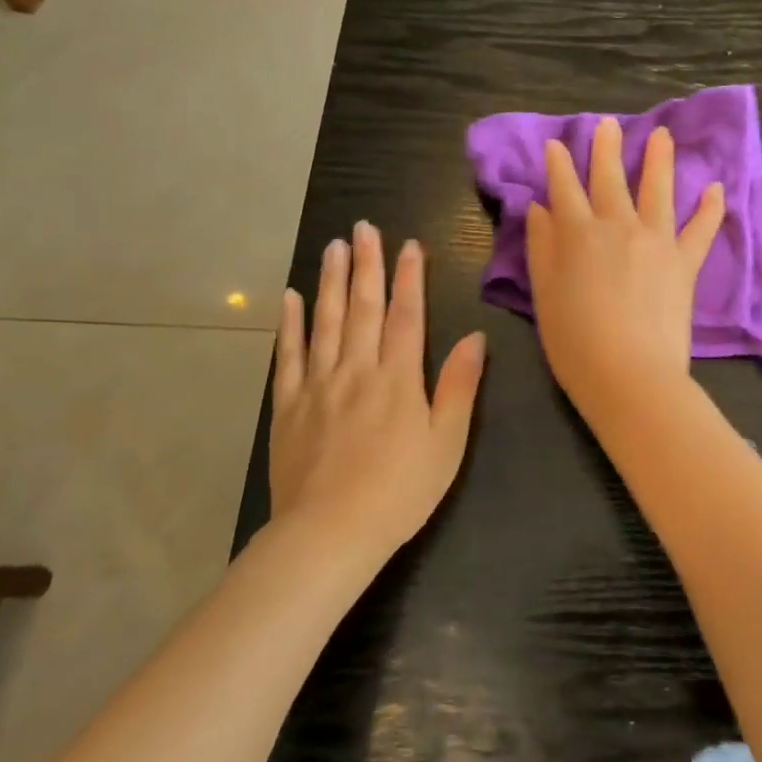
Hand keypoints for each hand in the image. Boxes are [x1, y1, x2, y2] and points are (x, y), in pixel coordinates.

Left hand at [267, 223, 485, 559]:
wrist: (330, 533)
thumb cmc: (400, 491)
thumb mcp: (446, 443)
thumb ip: (459, 387)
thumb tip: (474, 337)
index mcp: (398, 379)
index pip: (406, 316)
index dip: (409, 278)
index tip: (410, 245)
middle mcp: (356, 370)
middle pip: (363, 308)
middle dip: (366, 265)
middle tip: (363, 228)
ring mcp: (317, 385)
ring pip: (325, 321)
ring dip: (331, 281)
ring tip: (333, 247)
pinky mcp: (287, 406)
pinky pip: (288, 355)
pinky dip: (290, 324)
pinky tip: (291, 297)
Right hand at [525, 117, 724, 423]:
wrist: (630, 375)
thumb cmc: (575, 342)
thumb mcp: (544, 295)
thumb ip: (542, 248)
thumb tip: (539, 209)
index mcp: (577, 234)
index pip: (564, 188)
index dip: (559, 165)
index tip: (556, 144)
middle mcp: (618, 226)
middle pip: (610, 179)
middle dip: (605, 149)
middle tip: (606, 124)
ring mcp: (656, 241)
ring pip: (658, 190)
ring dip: (659, 160)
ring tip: (661, 135)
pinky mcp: (685, 263)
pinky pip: (701, 229)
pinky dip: (710, 209)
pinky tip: (717, 189)